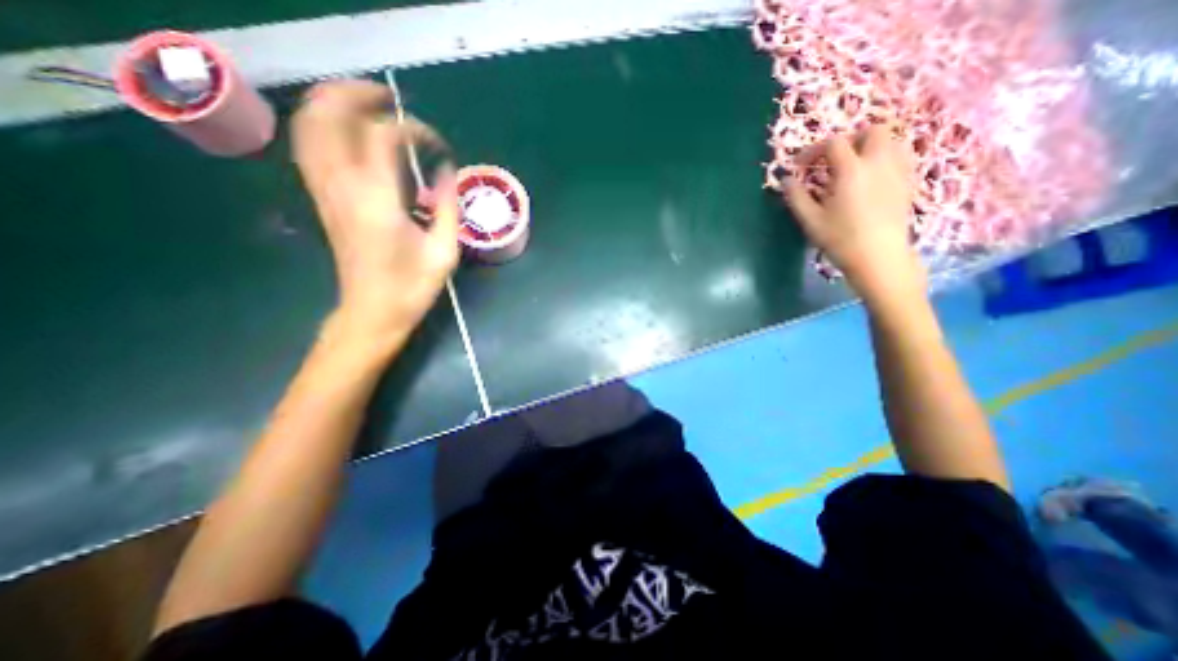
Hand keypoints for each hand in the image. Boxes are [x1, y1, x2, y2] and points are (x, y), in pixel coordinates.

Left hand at [295, 77, 458, 346]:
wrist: (372, 311)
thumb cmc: (412, 285)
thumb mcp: (444, 251)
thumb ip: (447, 206)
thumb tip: (448, 171)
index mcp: (377, 199)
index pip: (384, 136)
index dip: (414, 129)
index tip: (437, 143)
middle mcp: (342, 185)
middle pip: (329, 114)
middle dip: (359, 95)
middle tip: (391, 101)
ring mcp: (325, 191)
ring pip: (309, 125)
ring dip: (334, 104)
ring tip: (368, 105)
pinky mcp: (322, 199)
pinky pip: (309, 147)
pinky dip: (323, 126)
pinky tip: (349, 133)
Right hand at [784, 124, 923, 299]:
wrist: (878, 256)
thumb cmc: (840, 239)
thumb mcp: (810, 220)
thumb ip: (796, 197)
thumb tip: (786, 180)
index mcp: (851, 170)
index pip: (833, 143)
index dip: (813, 150)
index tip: (801, 166)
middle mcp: (879, 162)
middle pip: (871, 131)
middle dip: (849, 140)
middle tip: (832, 160)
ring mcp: (899, 170)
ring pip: (890, 140)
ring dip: (869, 147)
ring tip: (853, 166)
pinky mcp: (908, 182)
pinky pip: (901, 156)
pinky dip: (884, 158)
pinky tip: (871, 177)